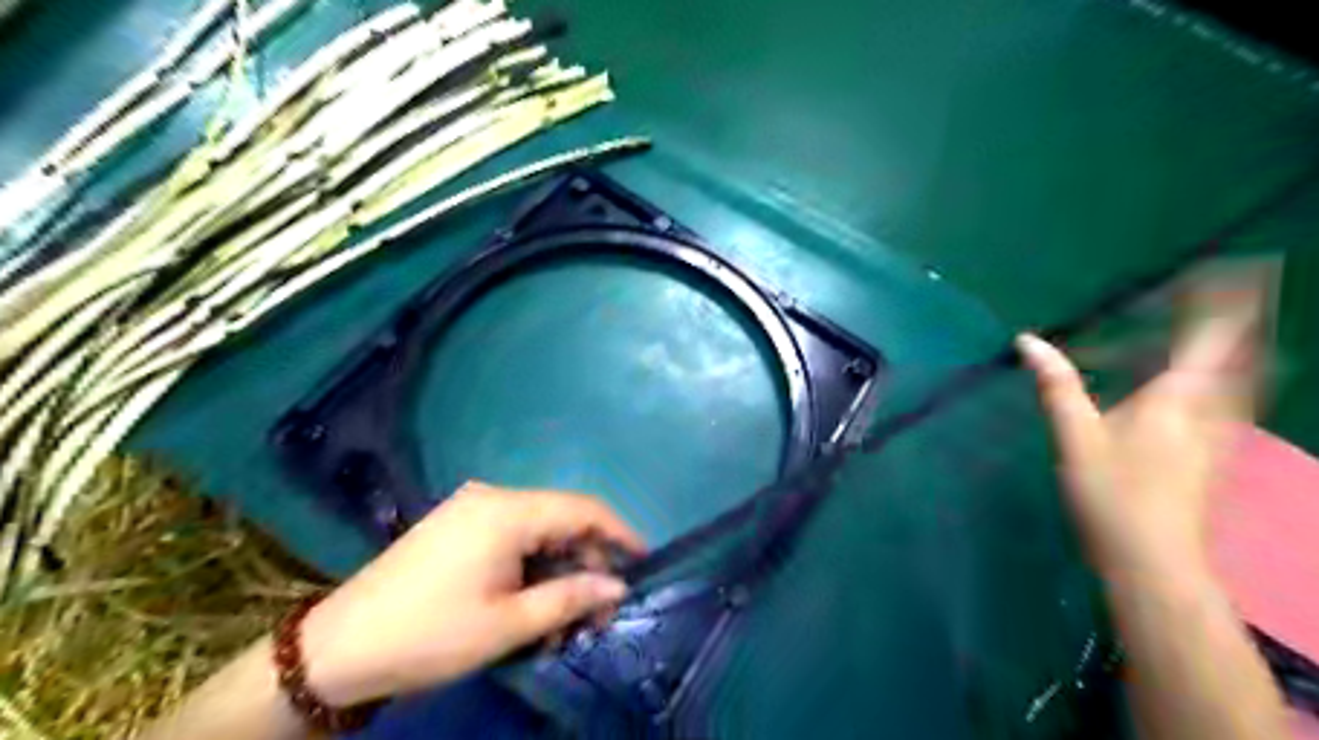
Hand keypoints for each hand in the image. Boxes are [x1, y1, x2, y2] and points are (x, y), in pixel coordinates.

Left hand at [302, 481, 648, 705]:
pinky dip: (529, 567)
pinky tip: (529, 605)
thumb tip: (616, 585)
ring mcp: (470, 509)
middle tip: (597, 611)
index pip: (583, 509)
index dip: (619, 532)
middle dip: (585, 563)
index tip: (643, 560)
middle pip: (560, 520)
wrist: (338, 647)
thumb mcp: (508, 624)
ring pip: (536, 532)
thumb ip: (570, 598)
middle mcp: (493, 497)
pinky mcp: (455, 526)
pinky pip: (510, 538)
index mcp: (508, 511)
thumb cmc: (430, 634)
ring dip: (556, 571)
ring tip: (561, 621)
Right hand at [1018, 302, 1253, 583]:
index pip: (1209, 339)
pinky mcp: (1216, 457)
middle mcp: (1212, 410)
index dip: (1223, 303)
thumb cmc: (1110, 492)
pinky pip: (1234, 403)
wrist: (1152, 559)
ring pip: (1245, 382)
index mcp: (1176, 398)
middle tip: (1241, 288)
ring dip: (1245, 350)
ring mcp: (1221, 437)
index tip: (1232, 269)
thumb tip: (1028, 341)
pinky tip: (1214, 387)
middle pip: (1242, 357)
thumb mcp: (1075, 436)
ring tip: (1234, 329)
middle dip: (1244, 321)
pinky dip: (1232, 380)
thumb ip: (1057, 385)